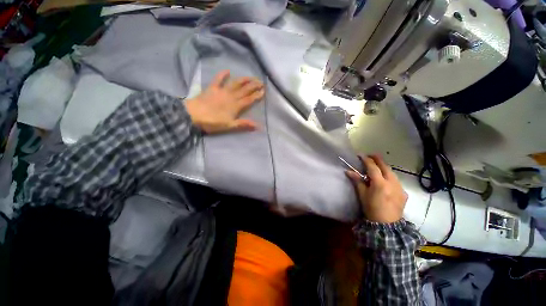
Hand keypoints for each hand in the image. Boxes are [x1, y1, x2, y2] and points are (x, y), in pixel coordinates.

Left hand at [185, 70, 264, 133]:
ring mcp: (222, 91)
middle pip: (245, 90)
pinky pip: (218, 79)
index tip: (264, 91)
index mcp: (236, 106)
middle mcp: (231, 96)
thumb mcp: (229, 126)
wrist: (193, 115)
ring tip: (251, 77)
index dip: (257, 95)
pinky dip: (222, 74)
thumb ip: (244, 124)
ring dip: (244, 80)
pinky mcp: (212, 88)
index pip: (249, 99)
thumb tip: (258, 126)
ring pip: (235, 83)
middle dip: (254, 86)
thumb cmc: (212, 122)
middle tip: (261, 82)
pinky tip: (227, 70)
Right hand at [346, 155, 407, 222]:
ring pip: (392, 172)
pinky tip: (386, 179)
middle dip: (378, 159)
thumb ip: (357, 181)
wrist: (387, 225)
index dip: (366, 160)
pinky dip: (390, 176)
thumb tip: (348, 171)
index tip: (361, 155)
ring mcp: (400, 187)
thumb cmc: (371, 209)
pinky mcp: (404, 193)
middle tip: (371, 155)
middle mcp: (392, 183)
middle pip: (385, 166)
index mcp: (380, 183)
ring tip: (377, 165)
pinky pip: (396, 180)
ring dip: (384, 167)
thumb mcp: (362, 194)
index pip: (372, 167)